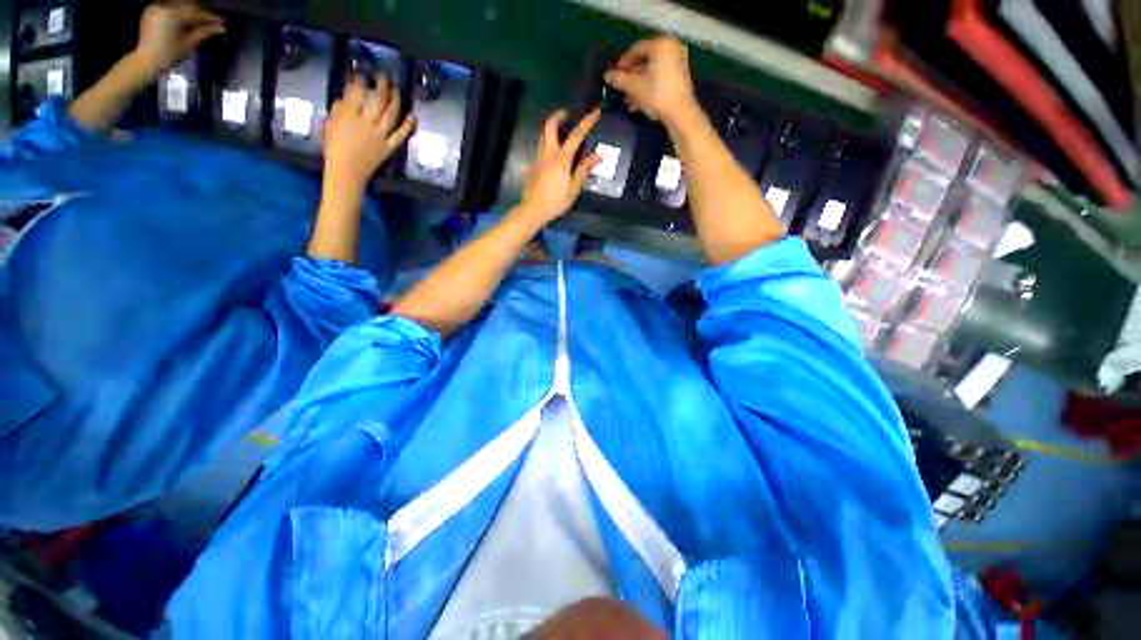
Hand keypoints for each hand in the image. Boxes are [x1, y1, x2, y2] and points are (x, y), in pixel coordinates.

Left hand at [133, 3, 224, 76]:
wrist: (146, 61)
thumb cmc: (169, 55)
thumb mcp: (189, 44)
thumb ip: (204, 33)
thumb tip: (221, 28)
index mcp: (172, 14)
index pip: (196, 13)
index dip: (210, 18)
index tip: (221, 22)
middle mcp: (163, 7)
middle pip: (187, 7)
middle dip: (200, 14)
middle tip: (212, 21)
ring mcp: (155, 8)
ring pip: (178, 7)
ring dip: (190, 13)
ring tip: (200, 21)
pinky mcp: (151, 12)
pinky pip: (169, 9)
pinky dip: (179, 13)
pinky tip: (185, 20)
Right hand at [323, 75, 415, 189]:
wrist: (347, 171)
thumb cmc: (334, 148)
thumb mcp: (330, 124)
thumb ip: (338, 110)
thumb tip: (347, 99)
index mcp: (348, 116)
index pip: (356, 93)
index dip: (360, 81)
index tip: (362, 76)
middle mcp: (366, 123)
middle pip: (378, 100)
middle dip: (381, 85)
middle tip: (383, 77)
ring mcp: (380, 136)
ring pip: (391, 114)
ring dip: (395, 100)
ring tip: (396, 89)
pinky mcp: (389, 147)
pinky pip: (400, 135)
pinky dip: (408, 125)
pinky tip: (412, 116)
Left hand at [518, 109, 601, 224]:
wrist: (533, 210)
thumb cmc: (556, 201)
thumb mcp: (573, 188)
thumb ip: (584, 170)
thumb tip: (599, 155)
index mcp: (561, 158)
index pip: (576, 135)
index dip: (587, 122)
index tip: (595, 112)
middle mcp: (548, 153)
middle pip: (550, 126)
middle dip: (558, 116)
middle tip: (567, 114)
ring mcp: (537, 158)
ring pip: (543, 136)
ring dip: (552, 129)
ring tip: (561, 133)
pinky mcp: (532, 165)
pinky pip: (540, 150)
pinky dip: (547, 146)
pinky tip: (552, 156)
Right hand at [604, 36, 697, 125]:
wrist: (680, 113)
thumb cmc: (656, 95)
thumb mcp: (634, 87)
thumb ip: (619, 79)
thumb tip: (606, 75)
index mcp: (661, 44)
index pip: (636, 49)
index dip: (623, 62)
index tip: (615, 75)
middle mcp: (672, 48)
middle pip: (645, 60)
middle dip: (631, 76)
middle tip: (622, 88)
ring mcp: (678, 62)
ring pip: (652, 72)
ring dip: (638, 85)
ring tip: (628, 99)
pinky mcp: (681, 77)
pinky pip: (660, 78)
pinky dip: (649, 87)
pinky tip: (639, 103)